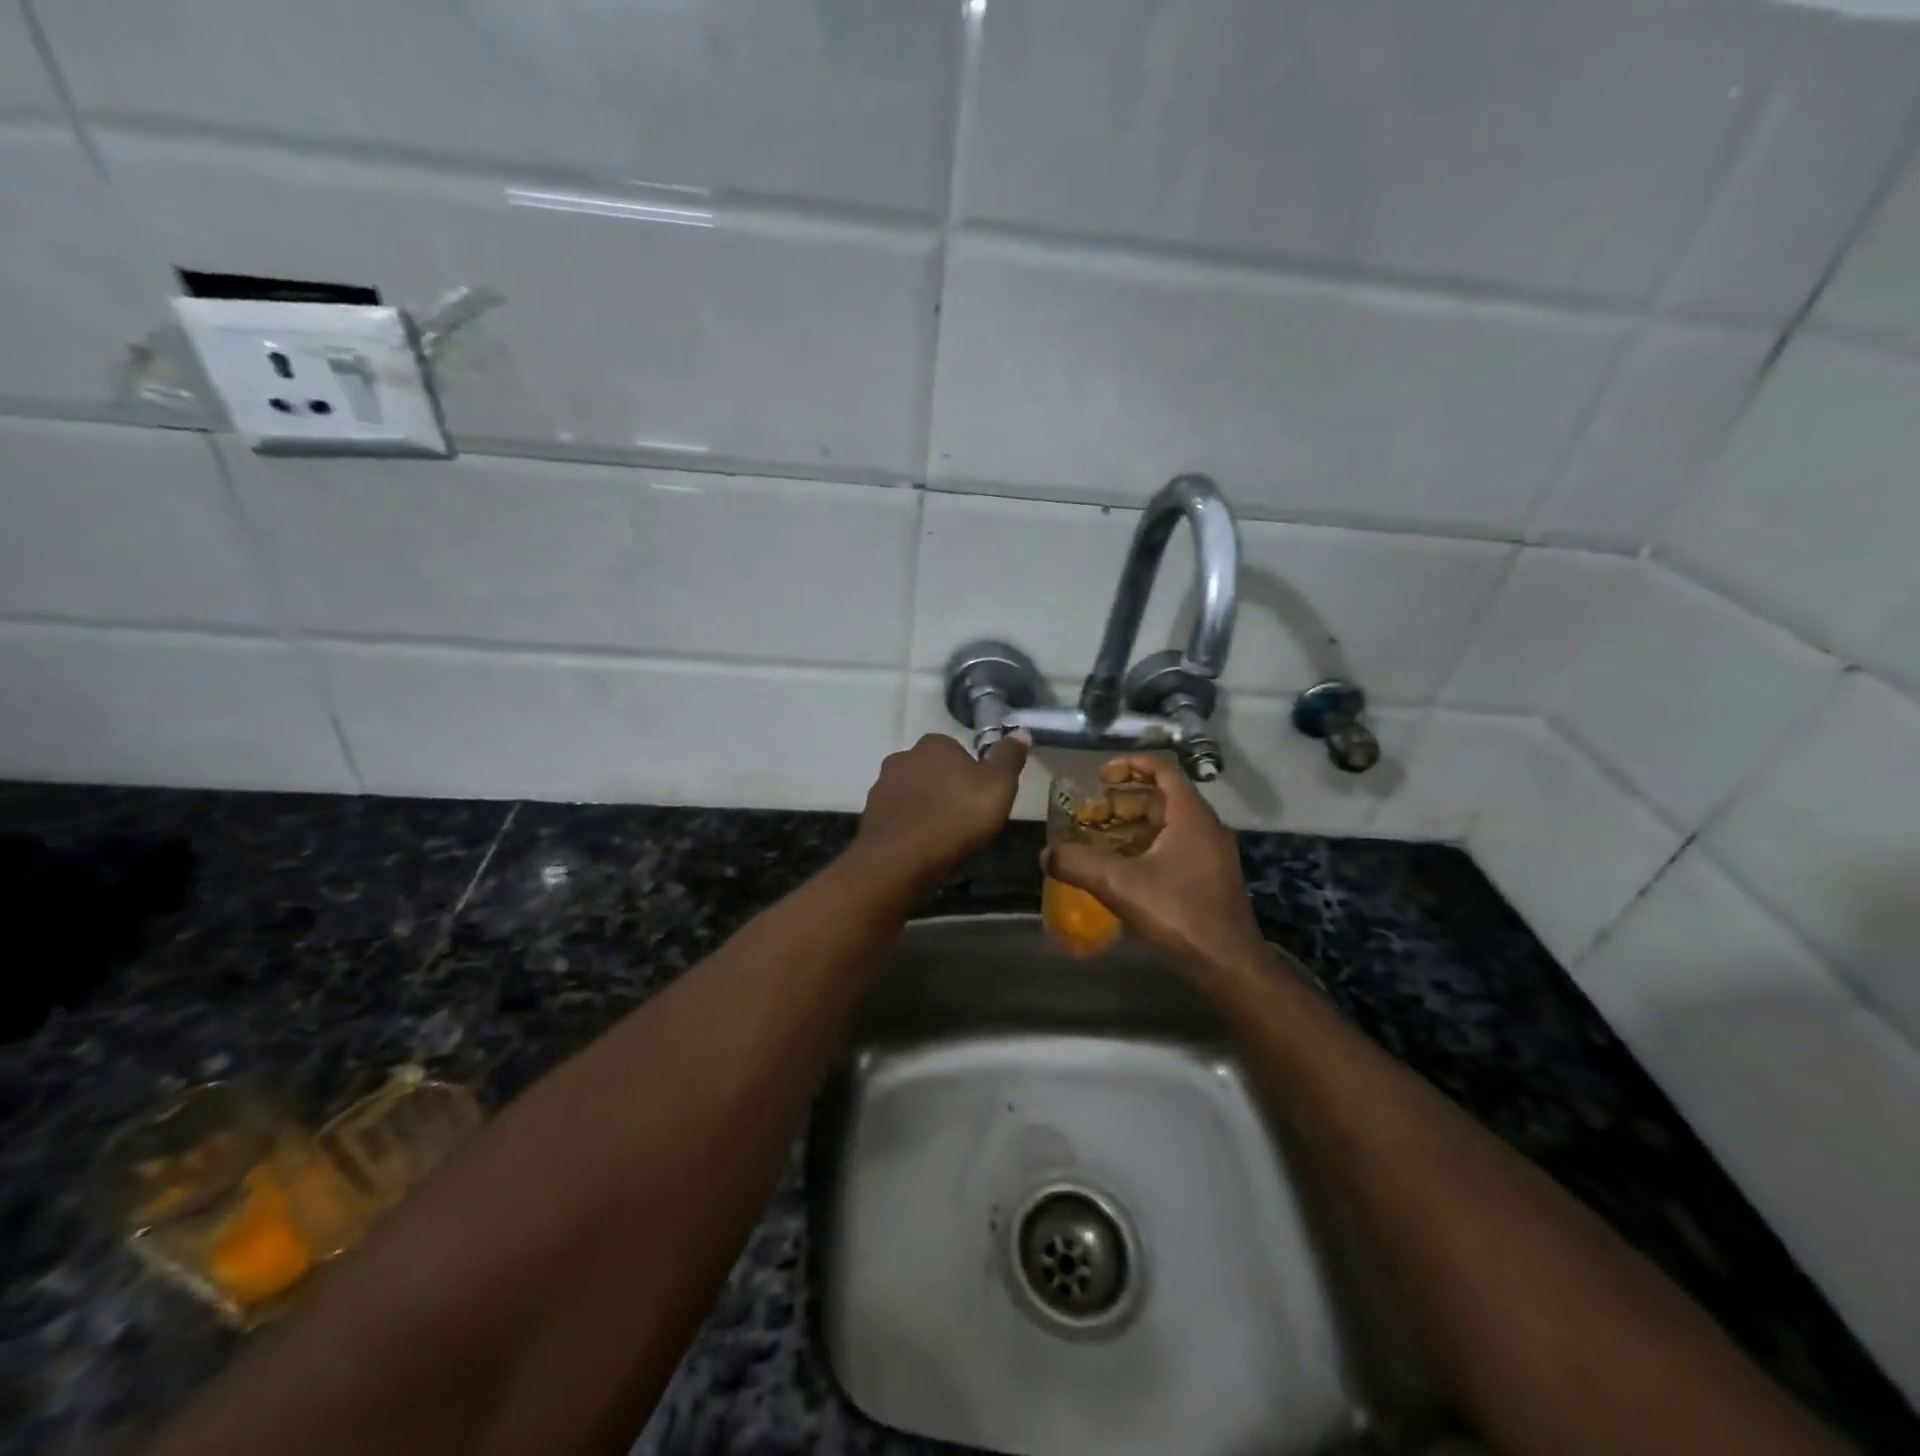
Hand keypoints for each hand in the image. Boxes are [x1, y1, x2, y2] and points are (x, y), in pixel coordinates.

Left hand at [851, 732, 1029, 892]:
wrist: (901, 858)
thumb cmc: (957, 816)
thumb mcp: (998, 785)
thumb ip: (1009, 757)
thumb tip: (1020, 731)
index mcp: (934, 744)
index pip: (957, 751)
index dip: (972, 775)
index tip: (981, 799)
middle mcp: (903, 757)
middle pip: (933, 771)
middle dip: (946, 789)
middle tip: (964, 819)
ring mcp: (882, 786)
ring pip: (912, 793)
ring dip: (926, 808)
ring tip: (943, 837)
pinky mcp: (870, 815)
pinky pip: (897, 816)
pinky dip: (909, 827)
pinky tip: (921, 847)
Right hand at [1043, 755, 1267, 983]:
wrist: (1228, 965)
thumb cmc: (1178, 914)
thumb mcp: (1119, 885)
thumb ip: (1078, 864)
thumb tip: (1046, 854)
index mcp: (1190, 816)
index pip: (1162, 771)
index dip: (1130, 767)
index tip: (1100, 776)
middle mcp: (1205, 828)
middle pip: (1160, 800)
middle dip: (1121, 803)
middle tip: (1089, 816)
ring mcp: (1210, 855)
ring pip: (1165, 827)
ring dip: (1130, 828)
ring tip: (1097, 841)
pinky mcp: (1208, 879)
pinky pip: (1173, 849)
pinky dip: (1144, 849)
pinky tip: (1120, 870)